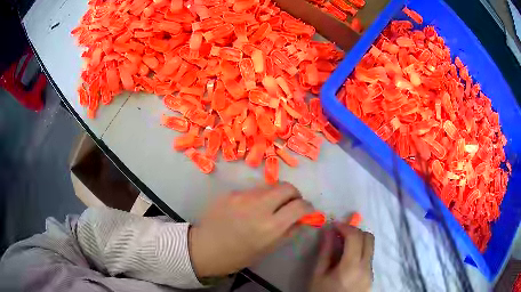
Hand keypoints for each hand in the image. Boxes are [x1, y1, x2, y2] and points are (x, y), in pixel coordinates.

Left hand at [188, 182, 313, 277]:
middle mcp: (259, 206)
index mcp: (271, 226)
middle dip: (294, 194)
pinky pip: (252, 190)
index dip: (308, 207)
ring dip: (275, 195)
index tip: (306, 211)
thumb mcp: (268, 249)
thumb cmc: (238, 256)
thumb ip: (289, 231)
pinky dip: (257, 198)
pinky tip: (248, 209)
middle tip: (290, 204)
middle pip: (287, 187)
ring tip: (268, 207)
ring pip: (270, 186)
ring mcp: (243, 196)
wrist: (205, 248)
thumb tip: (302, 218)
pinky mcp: (231, 192)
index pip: (300, 206)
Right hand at [310, 221, 373, 291]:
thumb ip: (325, 252)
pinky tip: (346, 260)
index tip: (334, 225)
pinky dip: (360, 252)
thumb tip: (328, 231)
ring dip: (358, 241)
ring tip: (341, 247)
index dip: (345, 227)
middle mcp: (366, 267)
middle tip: (339, 234)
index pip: (355, 237)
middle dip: (354, 231)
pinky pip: (368, 258)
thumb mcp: (318, 275)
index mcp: (351, 266)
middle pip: (368, 238)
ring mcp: (371, 272)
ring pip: (370, 247)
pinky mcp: (371, 277)